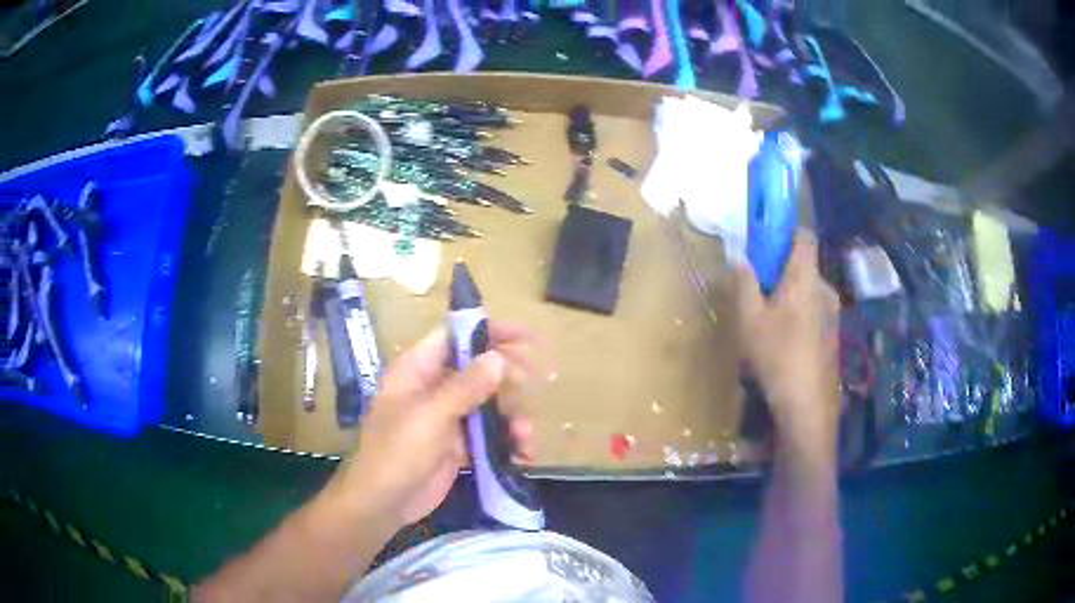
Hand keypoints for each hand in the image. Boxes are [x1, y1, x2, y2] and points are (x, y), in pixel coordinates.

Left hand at [328, 322, 539, 529]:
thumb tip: (498, 358)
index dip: (490, 332)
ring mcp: (447, 418)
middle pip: (478, 369)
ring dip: (512, 417)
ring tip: (526, 437)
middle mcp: (434, 388)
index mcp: (418, 370)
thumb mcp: (430, 416)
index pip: (456, 336)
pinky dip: (507, 442)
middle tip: (536, 384)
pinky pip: (489, 435)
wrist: (383, 503)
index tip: (526, 337)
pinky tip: (522, 455)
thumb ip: (465, 387)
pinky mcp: (458, 445)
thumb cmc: (398, 452)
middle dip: (509, 378)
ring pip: (489, 405)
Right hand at [736, 232, 840, 456]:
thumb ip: (744, 284)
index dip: (787, 230)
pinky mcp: (833, 334)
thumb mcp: (749, 320)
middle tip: (757, 292)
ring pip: (808, 291)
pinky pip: (814, 311)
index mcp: (806, 278)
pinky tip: (783, 343)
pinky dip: (799, 315)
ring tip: (767, 323)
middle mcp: (825, 289)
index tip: (766, 240)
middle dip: (780, 271)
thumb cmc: (777, 356)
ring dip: (789, 296)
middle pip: (803, 266)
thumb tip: (741, 259)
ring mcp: (833, 313)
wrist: (808, 405)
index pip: (804, 236)